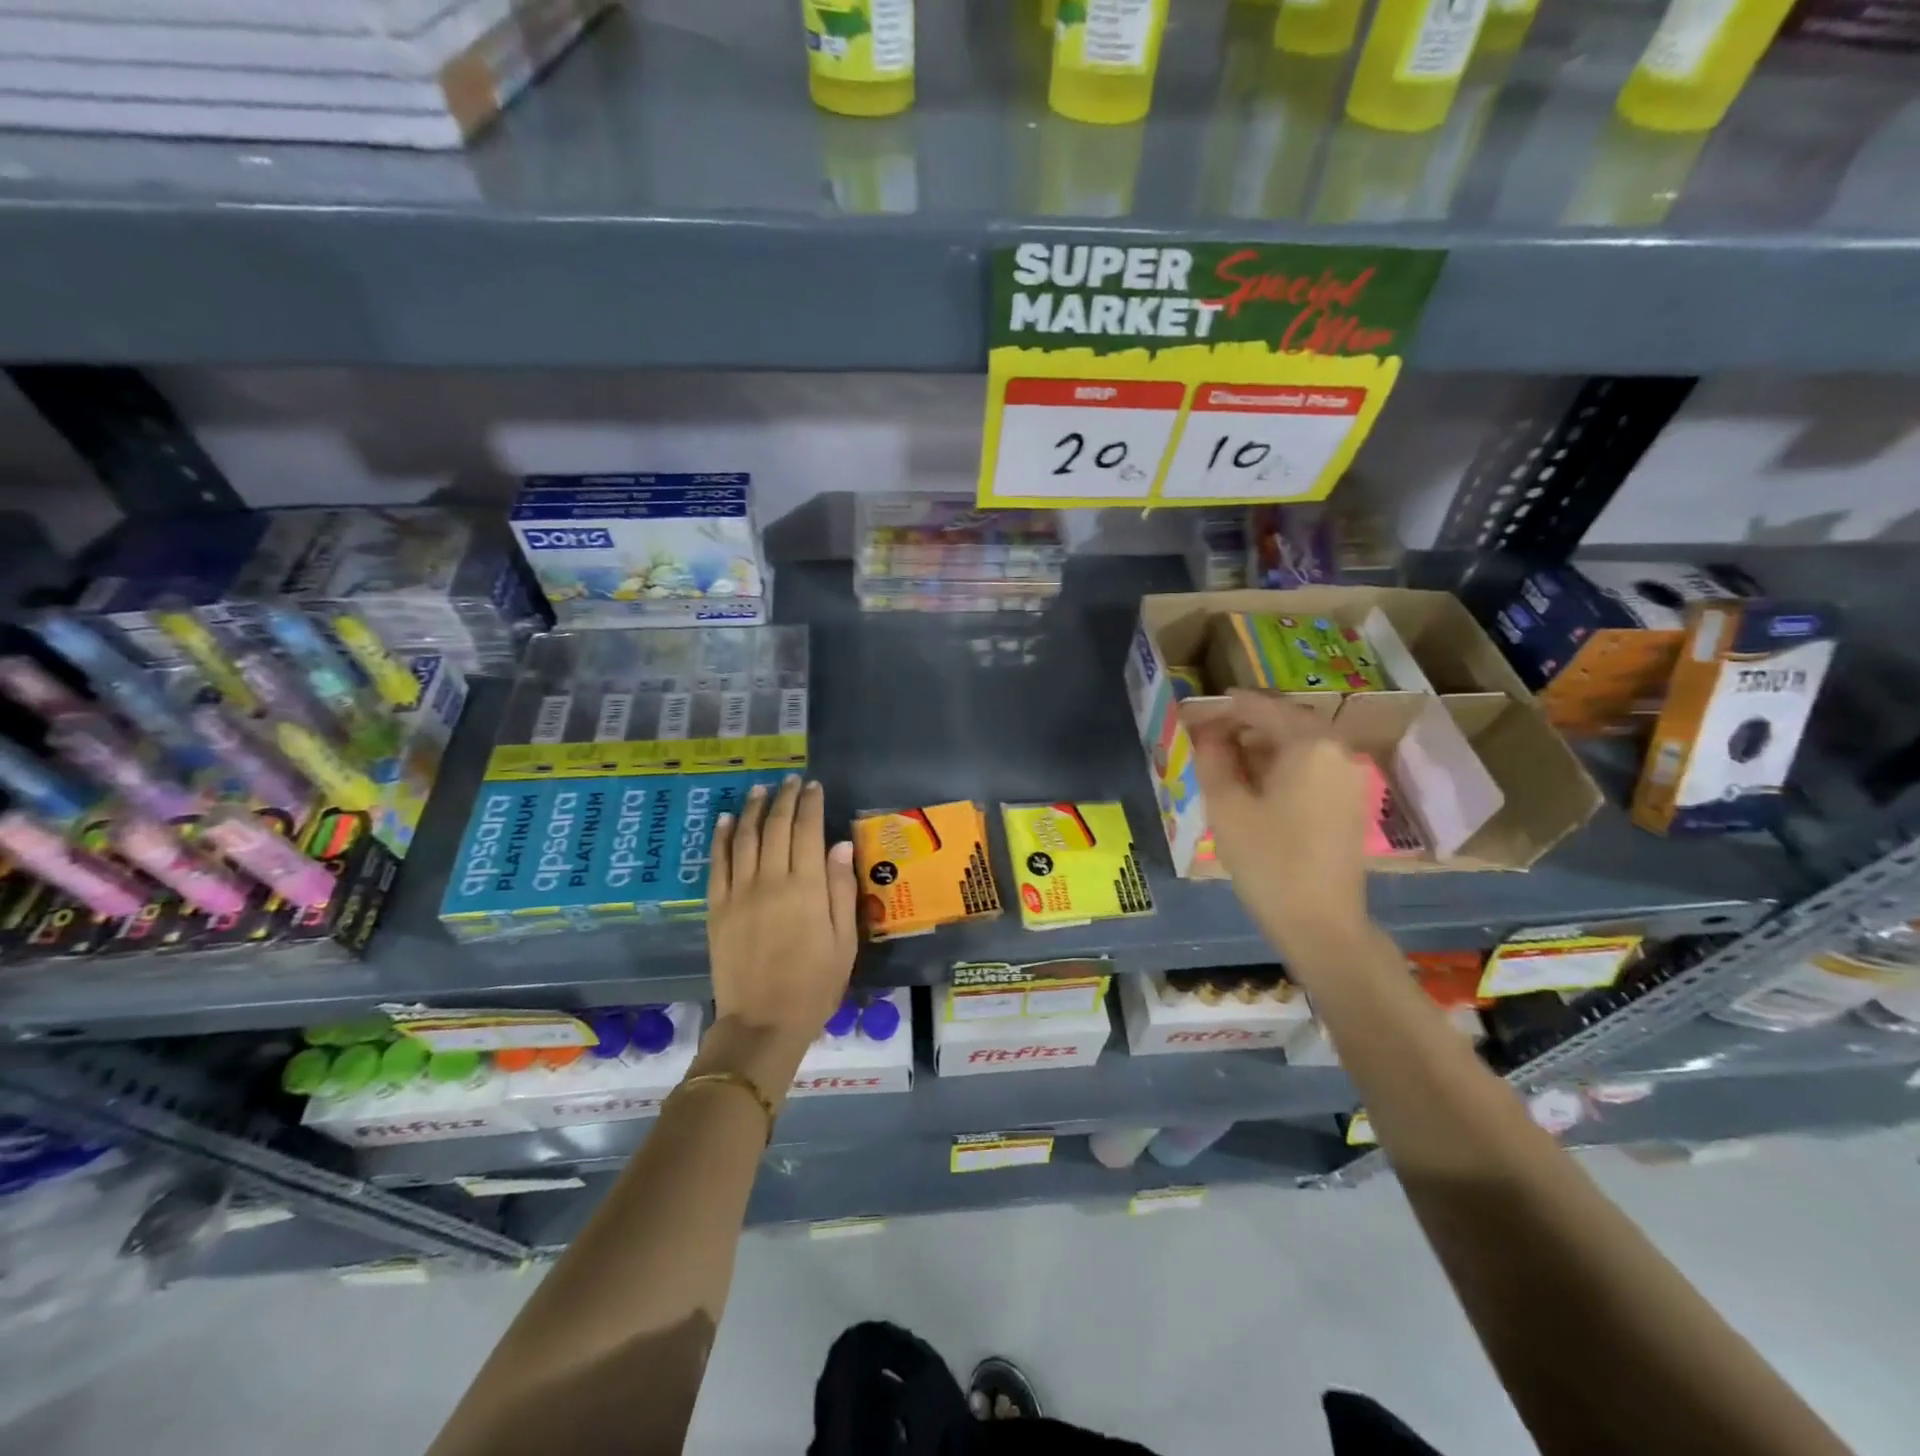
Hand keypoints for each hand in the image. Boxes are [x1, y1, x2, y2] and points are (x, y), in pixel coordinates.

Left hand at [703, 776, 857, 1088]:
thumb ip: (842, 889)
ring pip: (744, 838)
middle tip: (790, 781)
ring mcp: (739, 892)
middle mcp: (771, 880)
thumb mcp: (844, 941)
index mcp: (807, 888)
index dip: (810, 804)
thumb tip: (840, 844)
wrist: (763, 1022)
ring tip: (760, 789)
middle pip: (775, 827)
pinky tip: (726, 820)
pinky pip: (717, 864)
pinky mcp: (717, 908)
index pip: (807, 830)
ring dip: (752, 809)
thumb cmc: (815, 984)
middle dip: (783, 799)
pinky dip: (721, 838)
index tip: (813, 786)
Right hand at [1184, 690, 1370, 955]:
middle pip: (1285, 721)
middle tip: (1207, 738)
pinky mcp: (1350, 801)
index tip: (1192, 717)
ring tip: (1225, 762)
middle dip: (1244, 724)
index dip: (1222, 709)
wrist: (1321, 924)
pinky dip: (1281, 764)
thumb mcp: (1226, 806)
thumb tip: (1208, 732)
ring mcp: (1349, 777)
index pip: (1260, 707)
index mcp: (1309, 743)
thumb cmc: (1268, 860)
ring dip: (1262, 745)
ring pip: (1299, 744)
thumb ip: (1212, 758)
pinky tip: (1255, 785)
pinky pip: (1312, 766)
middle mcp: (1337, 750)